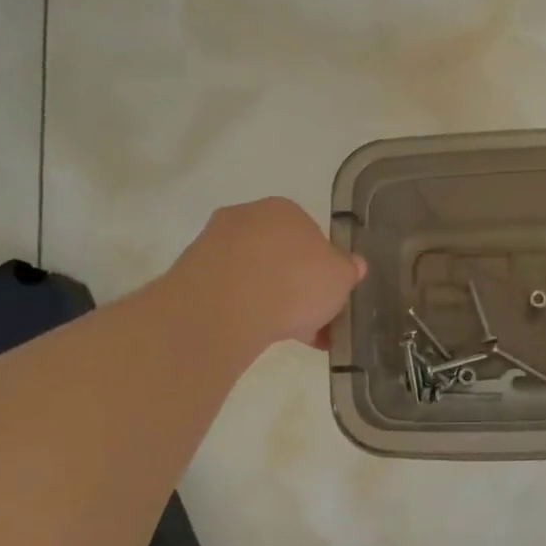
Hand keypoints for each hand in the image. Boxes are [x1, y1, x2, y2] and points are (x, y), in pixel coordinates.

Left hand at [180, 197, 366, 349]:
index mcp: (285, 209)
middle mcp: (247, 217)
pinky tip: (257, 335)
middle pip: (280, 255)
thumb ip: (348, 270)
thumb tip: (353, 265)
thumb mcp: (341, 277)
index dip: (322, 269)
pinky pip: (229, 293)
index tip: (328, 296)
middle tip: (310, 320)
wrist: (225, 306)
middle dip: (296, 287)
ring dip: (270, 301)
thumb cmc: (295, 281)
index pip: (311, 235)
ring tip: (286, 336)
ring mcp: (214, 244)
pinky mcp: (192, 275)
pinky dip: (244, 311)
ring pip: (253, 275)